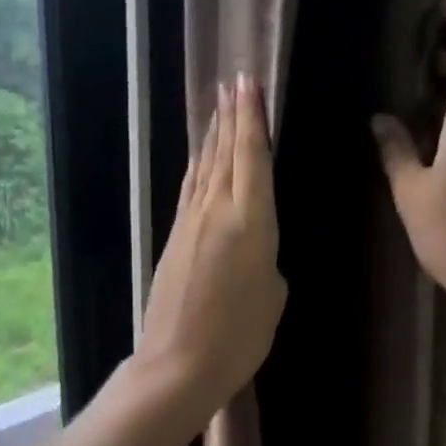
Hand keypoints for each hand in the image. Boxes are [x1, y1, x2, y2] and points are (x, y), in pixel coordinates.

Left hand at [137, 73, 286, 414]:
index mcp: (251, 222)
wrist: (178, 364)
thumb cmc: (239, 337)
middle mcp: (217, 211)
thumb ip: (267, 260)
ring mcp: (190, 222)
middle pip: (224, 153)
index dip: (251, 119)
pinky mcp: (174, 238)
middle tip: (234, 80)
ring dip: (212, 135)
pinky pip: (190, 189)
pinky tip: (200, 158)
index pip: (252, 157)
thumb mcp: (272, 297)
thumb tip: (254, 250)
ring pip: (204, 167)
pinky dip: (198, 166)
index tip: (249, 84)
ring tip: (218, 105)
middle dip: (231, 116)